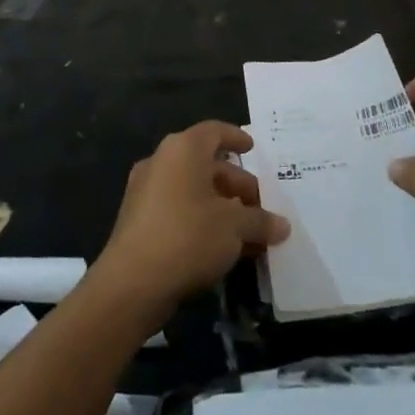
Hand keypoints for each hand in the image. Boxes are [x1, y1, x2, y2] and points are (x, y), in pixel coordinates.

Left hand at [95, 122, 289, 319]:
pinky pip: (179, 211)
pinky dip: (203, 221)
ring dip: (223, 208)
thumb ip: (260, 221)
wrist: (132, 283)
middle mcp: (161, 162)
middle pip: (206, 165)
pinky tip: (225, 248)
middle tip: (261, 206)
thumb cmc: (188, 236)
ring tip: (250, 232)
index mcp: (182, 150)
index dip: (236, 137)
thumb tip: (282, 225)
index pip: (214, 131)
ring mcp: (146, 192)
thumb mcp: (235, 226)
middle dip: (237, 185)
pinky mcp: (139, 221)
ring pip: (193, 191)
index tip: (252, 148)